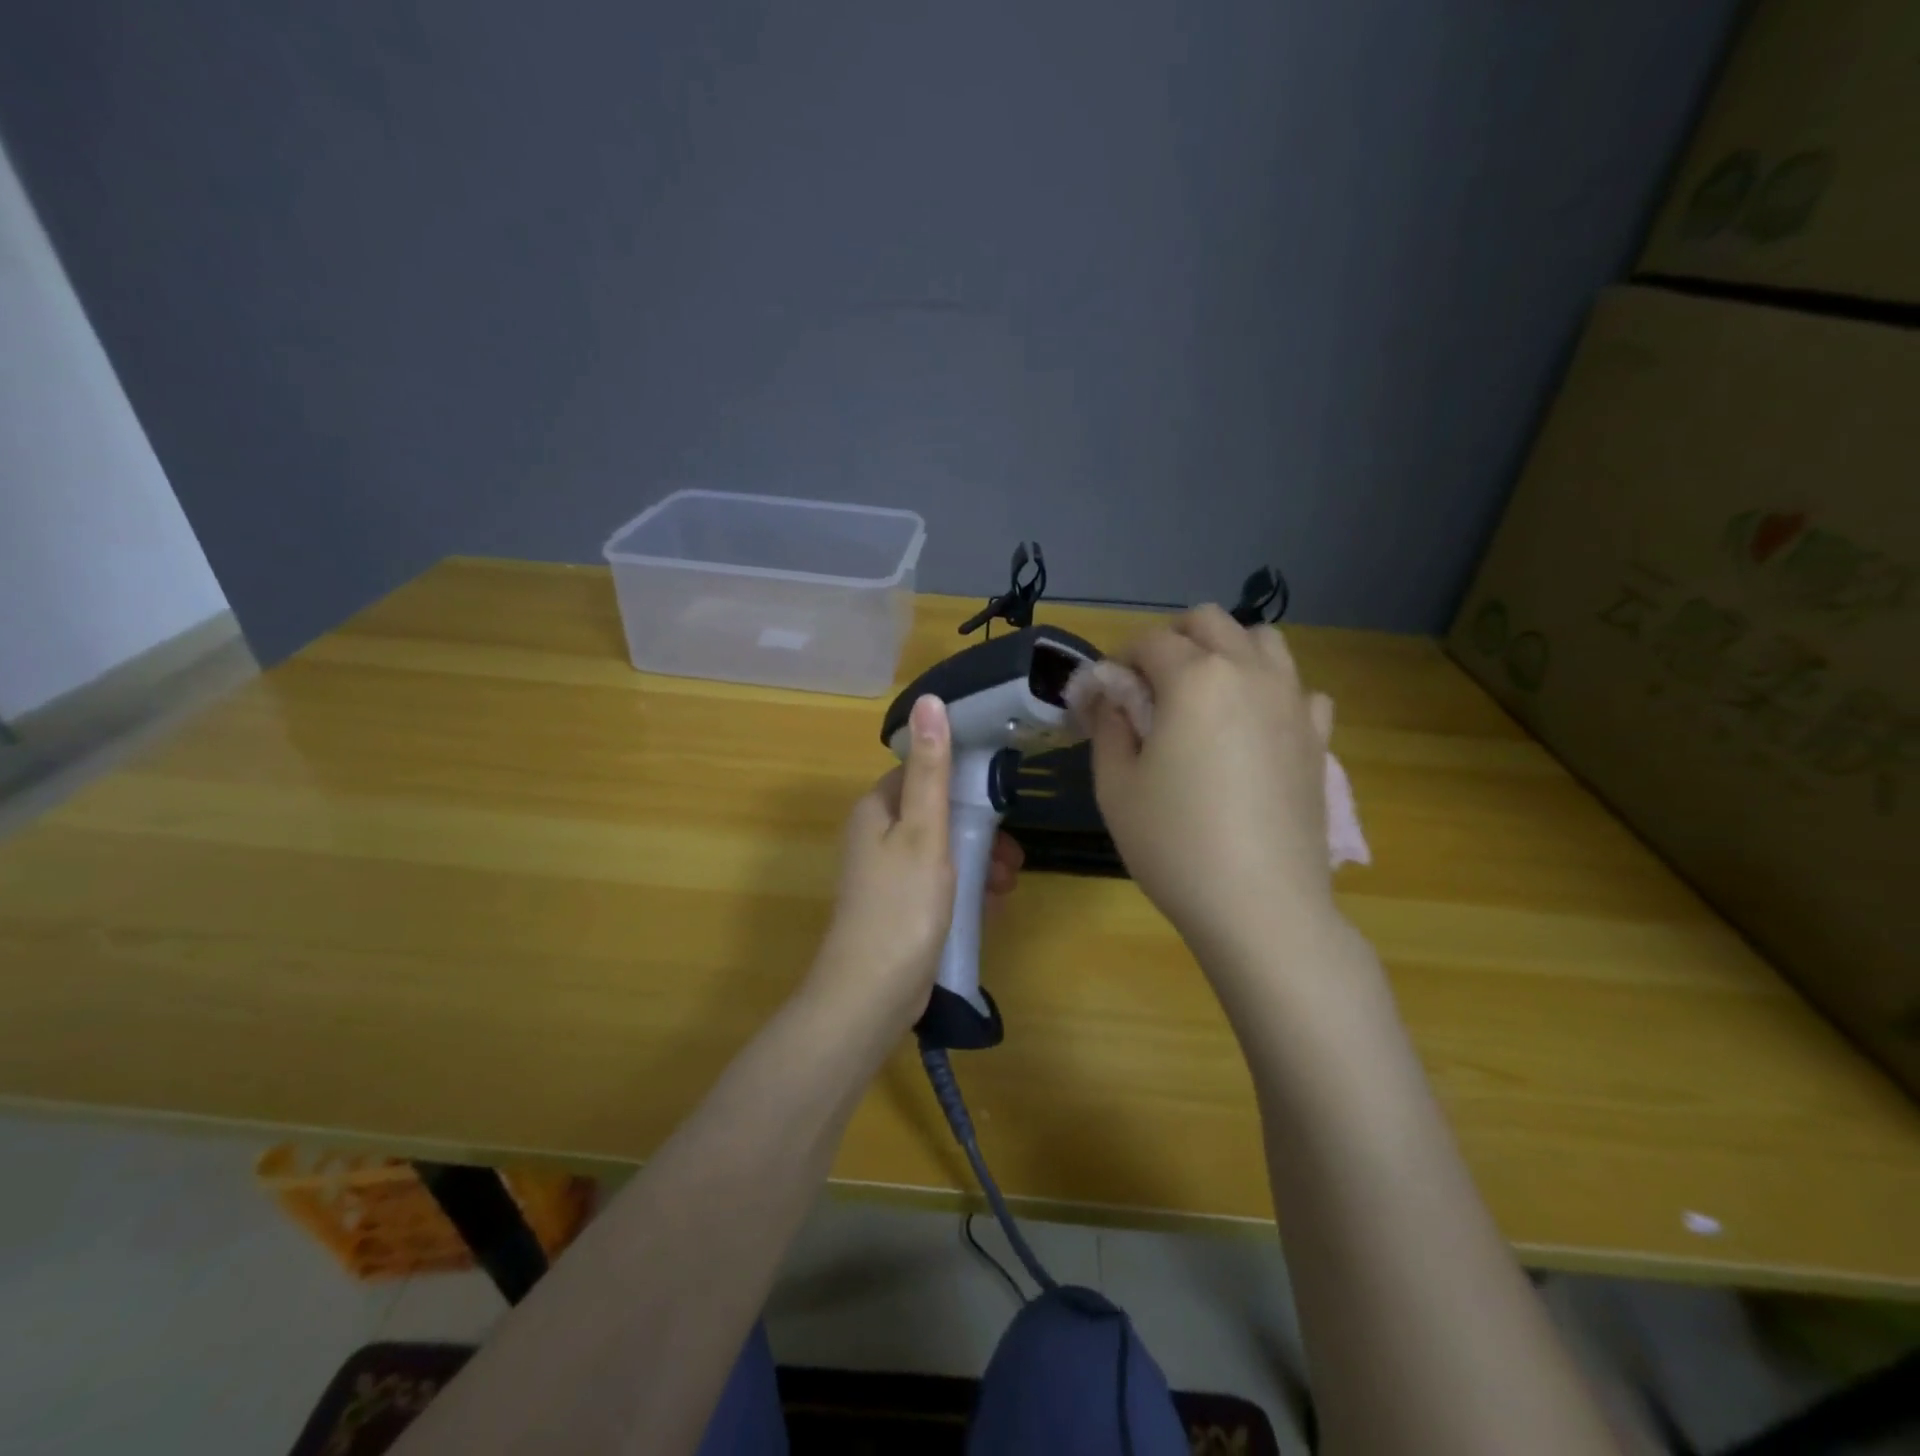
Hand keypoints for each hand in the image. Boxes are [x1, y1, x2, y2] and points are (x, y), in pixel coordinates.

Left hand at [809, 695, 1022, 1031]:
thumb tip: (930, 700)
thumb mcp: (924, 831)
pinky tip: (991, 905)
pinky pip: (938, 882)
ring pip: (942, 850)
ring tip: (1006, 885)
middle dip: (979, 830)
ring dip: (978, 861)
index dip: (963, 781)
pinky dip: (965, 888)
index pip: (923, 772)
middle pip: (937, 814)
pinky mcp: (899, 906)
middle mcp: (877, 835)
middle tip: (1012, 857)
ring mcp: (886, 874)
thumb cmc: (902, 905)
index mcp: (877, 809)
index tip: (1000, 799)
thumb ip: (931, 769)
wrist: (871, 995)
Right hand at [1089, 606, 1339, 966]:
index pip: (1149, 641)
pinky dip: (1273, 692)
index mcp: (1195, 678)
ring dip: (1227, 652)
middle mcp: (1249, 672)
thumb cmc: (1174, 844)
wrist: (1260, 905)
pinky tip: (1255, 730)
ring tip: (1205, 698)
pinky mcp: (1318, 736)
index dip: (1119, 661)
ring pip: (1263, 640)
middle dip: (1173, 640)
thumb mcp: (1116, 786)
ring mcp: (1293, 701)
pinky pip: (1298, 689)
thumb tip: (1107, 697)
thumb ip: (1108, 727)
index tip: (1106, 695)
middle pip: (1210, 621)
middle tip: (1150, 688)